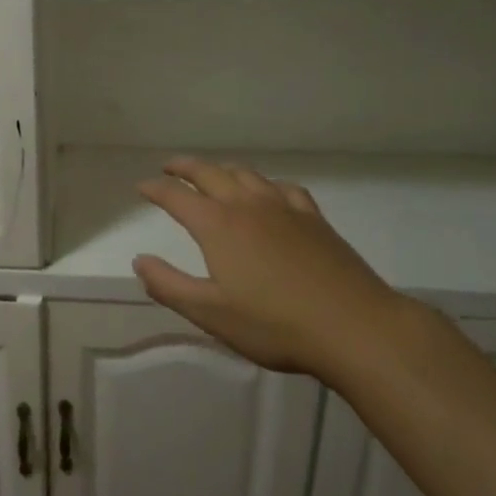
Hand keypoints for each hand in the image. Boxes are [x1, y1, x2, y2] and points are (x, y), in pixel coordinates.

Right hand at [133, 158, 420, 380]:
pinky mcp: (315, 219)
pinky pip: (283, 187)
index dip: (155, 189)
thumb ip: (168, 285)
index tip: (141, 188)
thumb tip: (140, 260)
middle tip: (169, 167)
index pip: (176, 196)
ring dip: (222, 169)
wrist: (355, 327)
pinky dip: (265, 183)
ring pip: (246, 174)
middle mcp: (247, 206)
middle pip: (210, 173)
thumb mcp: (210, 313)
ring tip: (213, 174)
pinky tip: (269, 193)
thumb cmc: (275, 325)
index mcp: (218, 225)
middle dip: (185, 167)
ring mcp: (285, 208)